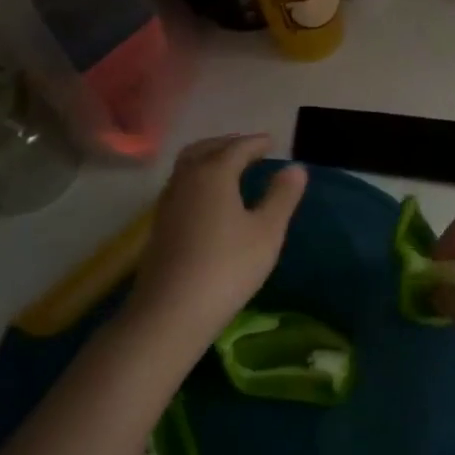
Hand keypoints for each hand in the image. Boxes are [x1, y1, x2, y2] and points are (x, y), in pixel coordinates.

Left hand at [127, 135, 306, 347]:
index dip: (256, 143)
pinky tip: (209, 199)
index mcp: (214, 173)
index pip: (237, 148)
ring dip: (209, 158)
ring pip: (188, 166)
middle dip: (228, 144)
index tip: (272, 142)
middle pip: (205, 148)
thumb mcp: (267, 232)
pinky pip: (181, 185)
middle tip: (249, 148)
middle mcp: (186, 179)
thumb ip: (282, 196)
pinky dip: (198, 178)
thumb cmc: (227, 267)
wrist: (170, 312)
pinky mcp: (159, 225)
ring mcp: (168, 202)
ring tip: (230, 168)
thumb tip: (295, 168)